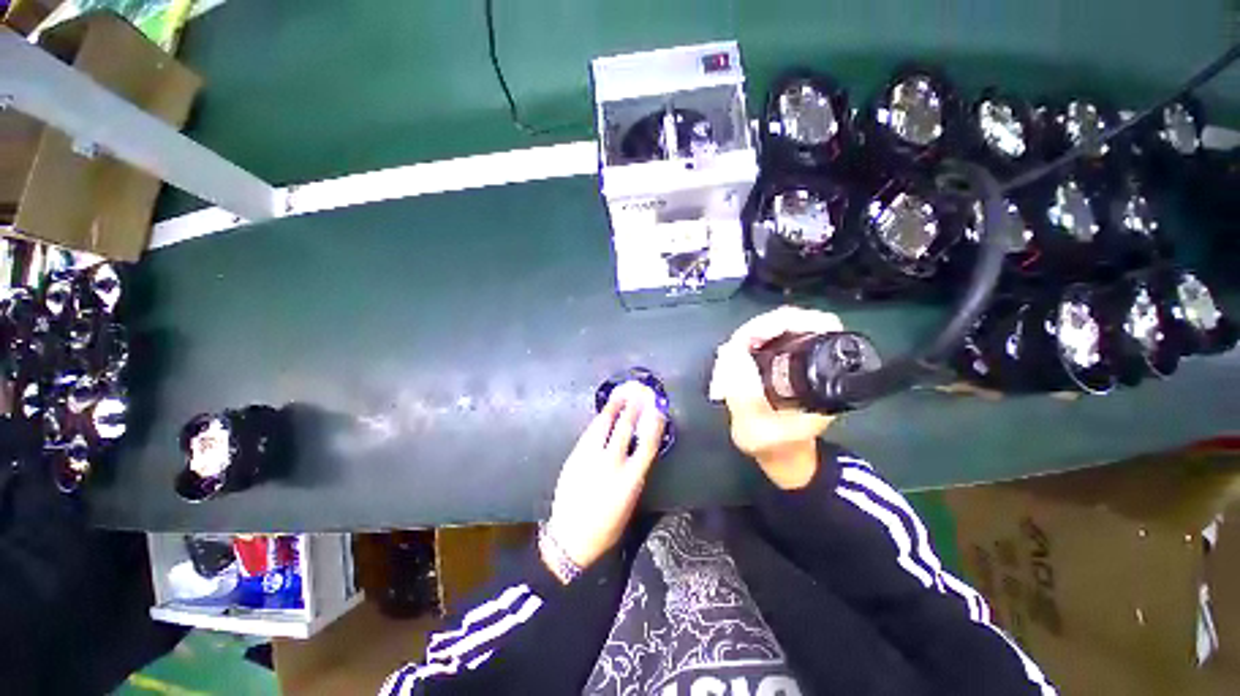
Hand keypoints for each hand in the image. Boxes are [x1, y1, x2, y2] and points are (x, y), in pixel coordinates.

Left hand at [546, 385, 665, 569]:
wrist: (572, 537)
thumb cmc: (608, 527)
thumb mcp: (629, 502)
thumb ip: (633, 474)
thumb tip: (637, 451)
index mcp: (631, 480)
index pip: (648, 444)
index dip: (655, 424)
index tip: (659, 408)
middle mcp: (611, 465)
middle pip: (624, 428)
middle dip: (633, 408)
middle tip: (640, 392)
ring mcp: (588, 460)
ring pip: (602, 427)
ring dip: (612, 409)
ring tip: (620, 396)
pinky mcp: (572, 460)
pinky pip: (587, 436)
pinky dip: (597, 424)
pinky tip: (601, 418)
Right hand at [710, 306, 840, 488]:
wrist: (784, 458)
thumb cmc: (776, 448)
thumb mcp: (756, 431)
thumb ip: (745, 397)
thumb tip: (731, 352)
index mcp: (827, 376)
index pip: (820, 325)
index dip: (787, 322)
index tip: (757, 335)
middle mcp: (821, 359)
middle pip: (798, 320)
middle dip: (762, 327)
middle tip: (736, 345)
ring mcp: (805, 356)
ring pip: (783, 326)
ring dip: (752, 334)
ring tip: (731, 354)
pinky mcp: (790, 357)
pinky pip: (773, 337)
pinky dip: (751, 341)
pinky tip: (735, 355)